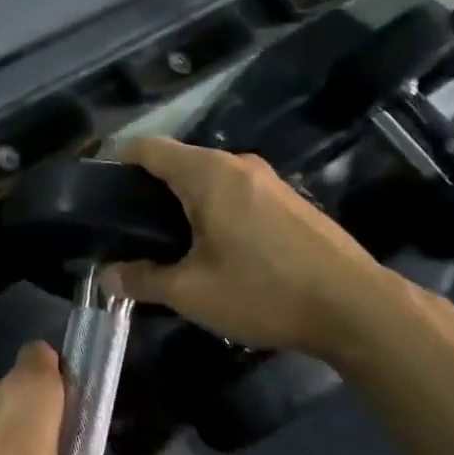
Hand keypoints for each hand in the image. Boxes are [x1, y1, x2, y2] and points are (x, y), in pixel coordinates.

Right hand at [107, 137, 403, 361]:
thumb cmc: (263, 291)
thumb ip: (143, 280)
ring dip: (183, 203)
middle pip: (179, 162)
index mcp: (208, 175)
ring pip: (209, 179)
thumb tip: (107, 277)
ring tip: (167, 245)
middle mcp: (238, 164)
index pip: (148, 148)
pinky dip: (214, 210)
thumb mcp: (191, 293)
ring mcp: (269, 180)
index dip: (117, 163)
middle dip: (149, 190)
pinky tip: (214, 249)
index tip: (100, 194)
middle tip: (129, 231)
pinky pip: (236, 193)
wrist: (354, 306)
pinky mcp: (289, 200)